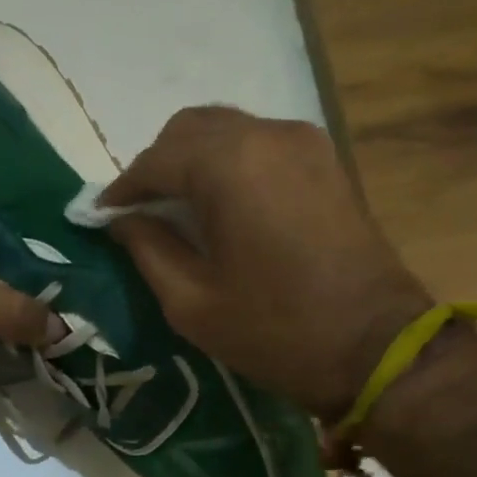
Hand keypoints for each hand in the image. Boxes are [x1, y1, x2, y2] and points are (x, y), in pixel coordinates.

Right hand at [103, 106, 431, 418]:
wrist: (375, 347)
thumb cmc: (274, 330)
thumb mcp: (191, 301)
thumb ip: (148, 249)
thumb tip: (120, 220)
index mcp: (229, 167)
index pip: (156, 160)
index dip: (122, 189)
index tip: (100, 218)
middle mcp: (267, 136)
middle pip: (190, 129)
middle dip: (156, 166)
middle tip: (138, 212)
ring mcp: (303, 143)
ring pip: (226, 131)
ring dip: (191, 161)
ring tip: (175, 208)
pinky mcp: (324, 160)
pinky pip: (258, 143)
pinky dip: (227, 163)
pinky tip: (218, 204)